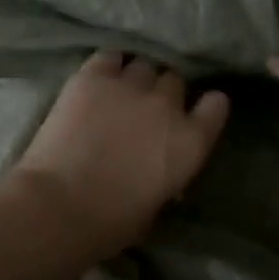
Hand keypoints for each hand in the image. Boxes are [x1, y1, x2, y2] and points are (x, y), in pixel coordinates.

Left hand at [9, 51, 229, 255]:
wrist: (62, 206)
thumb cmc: (113, 222)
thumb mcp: (157, 205)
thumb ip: (168, 176)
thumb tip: (161, 171)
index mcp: (191, 142)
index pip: (216, 105)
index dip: (205, 108)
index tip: (195, 114)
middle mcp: (167, 106)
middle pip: (174, 80)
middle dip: (163, 93)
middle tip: (145, 109)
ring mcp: (130, 87)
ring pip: (143, 66)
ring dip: (136, 78)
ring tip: (120, 92)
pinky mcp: (93, 77)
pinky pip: (110, 57)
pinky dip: (108, 66)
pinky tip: (100, 79)